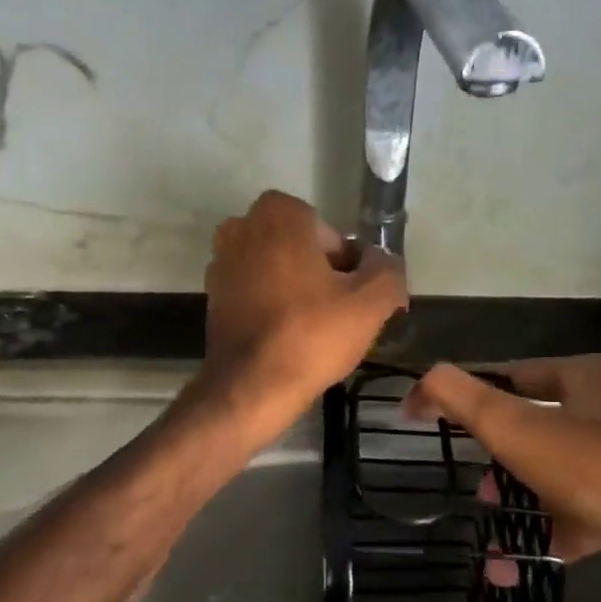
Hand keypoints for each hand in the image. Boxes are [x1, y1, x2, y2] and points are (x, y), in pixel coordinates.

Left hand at [197, 190, 407, 448]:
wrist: (251, 387)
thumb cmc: (312, 335)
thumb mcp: (371, 302)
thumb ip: (387, 270)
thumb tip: (382, 262)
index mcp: (279, 214)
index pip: (330, 233)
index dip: (348, 266)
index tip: (354, 298)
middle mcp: (242, 227)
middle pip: (301, 250)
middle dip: (321, 275)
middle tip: (338, 313)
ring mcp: (221, 262)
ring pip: (277, 271)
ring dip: (296, 291)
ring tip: (314, 329)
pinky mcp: (213, 296)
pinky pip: (256, 293)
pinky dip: (272, 307)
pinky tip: (287, 338)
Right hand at [405, 355, 600, 601]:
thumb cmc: (600, 469)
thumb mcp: (519, 429)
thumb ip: (463, 399)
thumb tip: (421, 379)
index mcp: (587, 377)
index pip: (511, 375)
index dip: (467, 395)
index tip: (431, 420)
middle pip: (536, 426)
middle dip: (498, 460)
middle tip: (476, 487)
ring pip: (559, 474)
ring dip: (521, 502)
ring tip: (492, 530)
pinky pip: (585, 512)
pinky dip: (551, 533)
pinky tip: (517, 566)